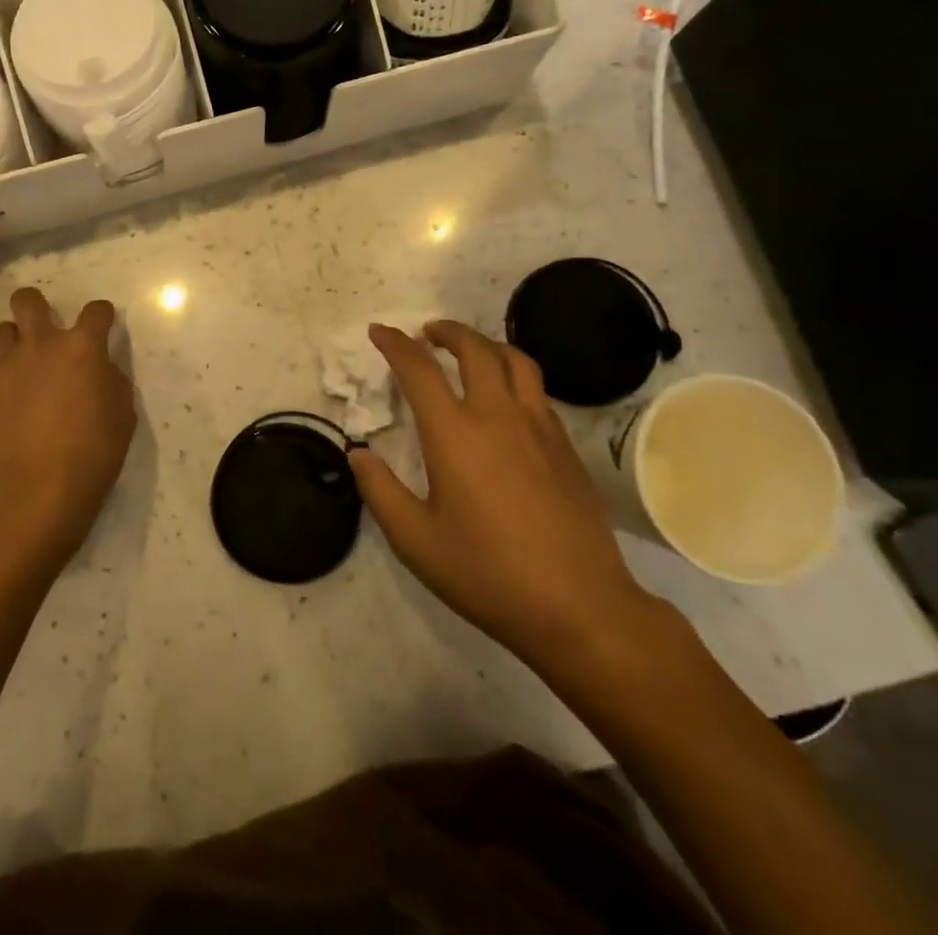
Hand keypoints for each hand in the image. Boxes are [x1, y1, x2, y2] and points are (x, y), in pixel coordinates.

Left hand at [0, 288, 136, 563]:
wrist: (37, 490)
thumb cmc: (94, 452)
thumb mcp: (122, 414)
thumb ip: (110, 380)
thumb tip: (100, 370)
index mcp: (82, 348)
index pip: (95, 311)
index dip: (102, 315)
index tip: (103, 324)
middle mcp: (40, 346)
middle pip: (27, 301)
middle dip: (35, 304)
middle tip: (44, 324)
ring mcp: (6, 369)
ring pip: (0, 331)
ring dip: (14, 340)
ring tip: (22, 361)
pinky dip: (2, 383)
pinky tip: (11, 407)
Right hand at [349, 320, 667, 681]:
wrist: (579, 607)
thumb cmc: (487, 573)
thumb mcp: (415, 540)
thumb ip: (380, 491)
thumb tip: (358, 454)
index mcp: (454, 432)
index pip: (419, 369)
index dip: (394, 343)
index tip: (379, 331)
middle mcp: (497, 415)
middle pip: (474, 349)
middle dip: (447, 331)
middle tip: (427, 333)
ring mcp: (538, 427)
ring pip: (515, 361)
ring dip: (486, 345)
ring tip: (470, 351)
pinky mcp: (566, 446)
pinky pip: (537, 391)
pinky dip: (514, 376)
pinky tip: (506, 399)